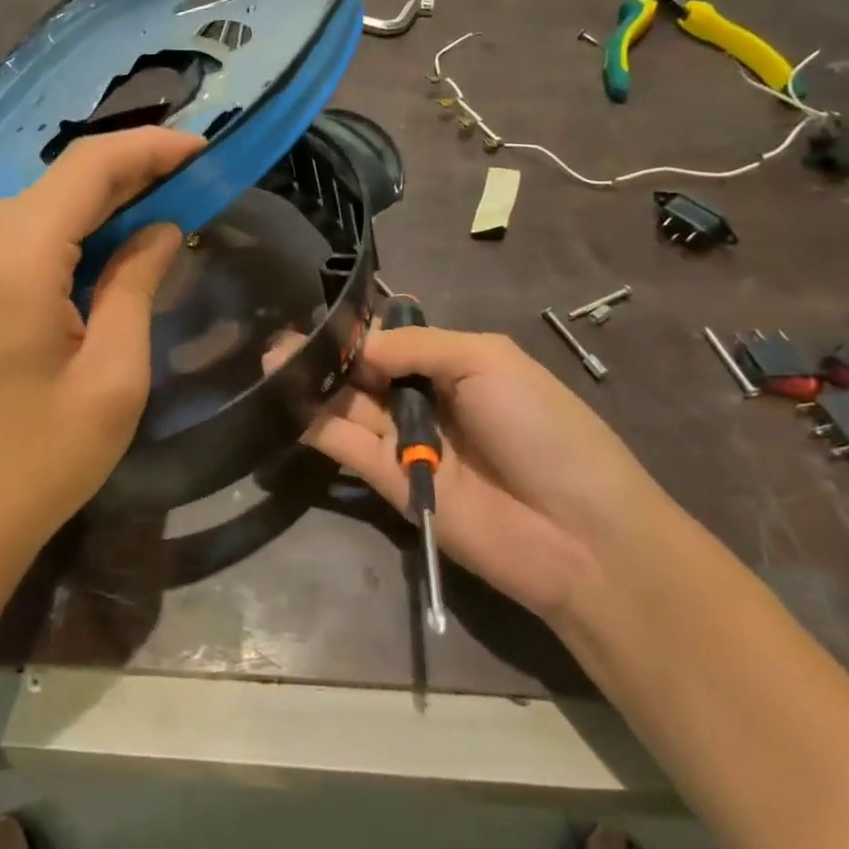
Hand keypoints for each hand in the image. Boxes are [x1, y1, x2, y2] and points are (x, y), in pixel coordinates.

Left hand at [0, 128, 201, 636]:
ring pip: (37, 205)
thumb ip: (136, 285)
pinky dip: (62, 231)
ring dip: (96, 204)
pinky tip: (98, 253)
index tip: (201, 148)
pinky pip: (12, 236)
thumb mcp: (113, 377)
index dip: (150, 148)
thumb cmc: (39, 463)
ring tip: (155, 215)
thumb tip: (160, 228)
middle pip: (61, 180)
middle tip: (190, 184)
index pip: (89, 167)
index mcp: (14, 257)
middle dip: (129, 174)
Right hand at [289, 325, 669, 627]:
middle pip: (365, 372)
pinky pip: (346, 446)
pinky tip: (285, 400)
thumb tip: (359, 347)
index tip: (316, 315)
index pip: (393, 339)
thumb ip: (417, 345)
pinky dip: (316, 424)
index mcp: (455, 364)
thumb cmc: (542, 428)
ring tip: (270, 362)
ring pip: (348, 406)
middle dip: (326, 354)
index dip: (358, 329)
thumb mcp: (487, 361)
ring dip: (311, 385)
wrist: (577, 533)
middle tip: (278, 340)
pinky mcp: (389, 483)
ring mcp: (406, 443)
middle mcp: (426, 400)